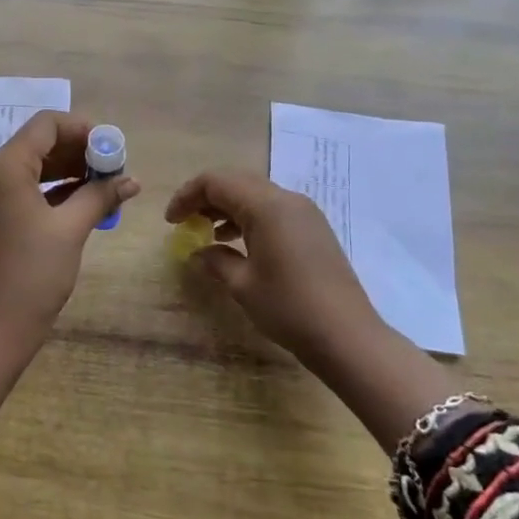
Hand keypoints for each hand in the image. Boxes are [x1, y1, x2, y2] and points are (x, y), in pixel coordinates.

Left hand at [0, 111, 139, 342]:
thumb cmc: (33, 273)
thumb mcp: (71, 229)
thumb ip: (100, 196)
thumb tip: (130, 181)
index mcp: (4, 167)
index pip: (45, 125)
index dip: (81, 129)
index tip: (111, 146)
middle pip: (37, 144)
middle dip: (77, 151)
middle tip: (112, 167)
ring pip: (30, 166)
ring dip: (65, 170)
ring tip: (102, 184)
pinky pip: (20, 189)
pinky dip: (49, 189)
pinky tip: (80, 201)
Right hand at [165, 169, 383, 371]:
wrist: (348, 337)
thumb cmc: (289, 308)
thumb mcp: (243, 285)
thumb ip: (216, 260)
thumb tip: (198, 252)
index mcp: (266, 205)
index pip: (215, 182)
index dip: (187, 196)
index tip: (170, 221)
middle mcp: (286, 199)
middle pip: (236, 181)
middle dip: (206, 197)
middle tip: (185, 222)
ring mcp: (304, 212)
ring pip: (255, 194)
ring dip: (227, 206)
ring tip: (206, 231)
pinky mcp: (314, 228)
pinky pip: (273, 209)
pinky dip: (249, 217)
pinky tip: (237, 242)